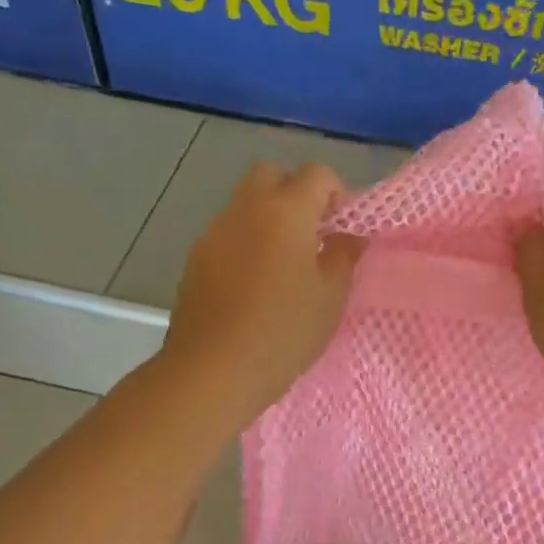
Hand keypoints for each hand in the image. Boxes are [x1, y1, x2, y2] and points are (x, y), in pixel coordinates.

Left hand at [161, 162, 362, 423]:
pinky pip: (227, 233)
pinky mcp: (195, 259)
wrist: (214, 369)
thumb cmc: (283, 332)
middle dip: (295, 193)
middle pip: (271, 175)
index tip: (342, 228)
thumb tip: (348, 235)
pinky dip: (246, 242)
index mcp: (285, 211)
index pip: (316, 174)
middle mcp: (245, 209)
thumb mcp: (330, 297)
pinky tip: (254, 284)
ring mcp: (214, 232)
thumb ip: (344, 256)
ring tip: (284, 264)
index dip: (336, 193)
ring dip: (267, 218)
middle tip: (312, 235)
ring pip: (244, 203)